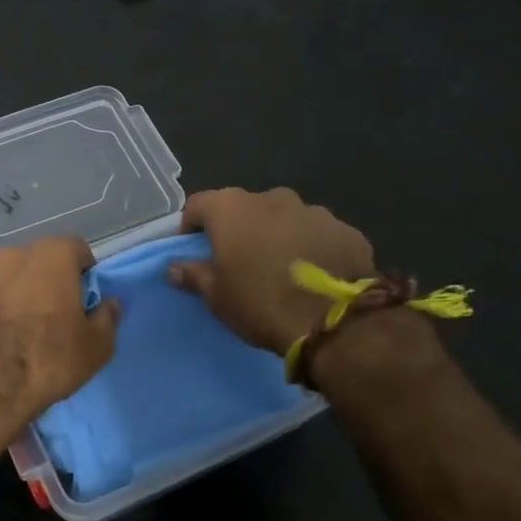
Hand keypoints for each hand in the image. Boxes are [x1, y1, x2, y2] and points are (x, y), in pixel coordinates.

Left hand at [0, 237, 119, 431]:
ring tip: (17, 329)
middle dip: (47, 280)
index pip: (76, 248)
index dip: (83, 271)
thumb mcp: (96, 347)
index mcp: (52, 257)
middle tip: (52, 315)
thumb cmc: (48, 359)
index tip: (84, 297)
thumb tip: (110, 303)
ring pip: (5, 277)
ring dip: (14, 293)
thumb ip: (107, 317)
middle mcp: (13, 254)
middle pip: (38, 260)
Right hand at [168, 187, 374, 354]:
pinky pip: (317, 234)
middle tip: (239, 262)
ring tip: (281, 270)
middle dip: (239, 229)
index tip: (194, 251)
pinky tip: (314, 275)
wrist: (336, 322)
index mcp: (231, 208)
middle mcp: (271, 198)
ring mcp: (313, 210)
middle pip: (244, 208)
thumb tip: (173, 267)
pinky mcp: (346, 230)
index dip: (191, 227)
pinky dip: (310, 247)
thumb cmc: (260, 302)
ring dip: (277, 236)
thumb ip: (193, 274)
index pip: (198, 205)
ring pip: (284, 219)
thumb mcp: (216, 296)